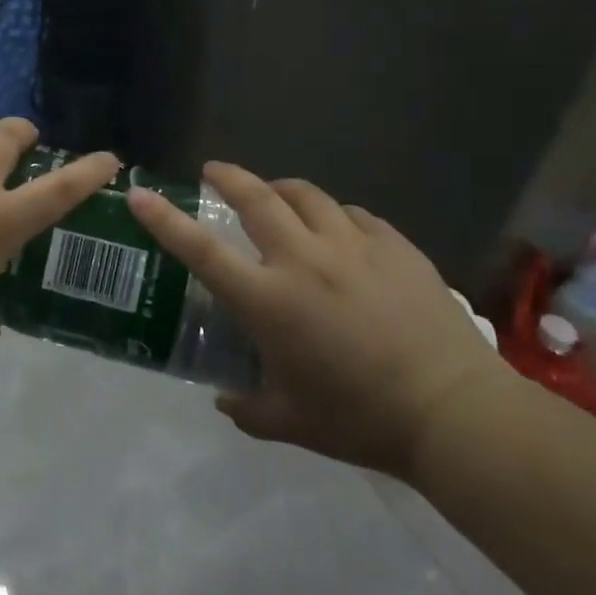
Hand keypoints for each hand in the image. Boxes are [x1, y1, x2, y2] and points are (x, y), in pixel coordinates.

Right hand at [128, 162, 507, 477]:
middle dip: (229, 177)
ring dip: (283, 191)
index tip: (140, 194)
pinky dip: (335, 217)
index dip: (164, 220)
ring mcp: (353, 246)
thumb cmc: (361, 419)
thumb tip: (224, 399)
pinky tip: (340, 233)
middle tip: (215, 173)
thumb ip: (248, 408)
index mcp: (269, 300)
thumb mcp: (292, 421)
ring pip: (307, 195)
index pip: (201, 250)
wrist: (455, 412)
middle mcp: (303, 260)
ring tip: (278, 198)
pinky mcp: (394, 246)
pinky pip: (354, 215)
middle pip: (256, 197)